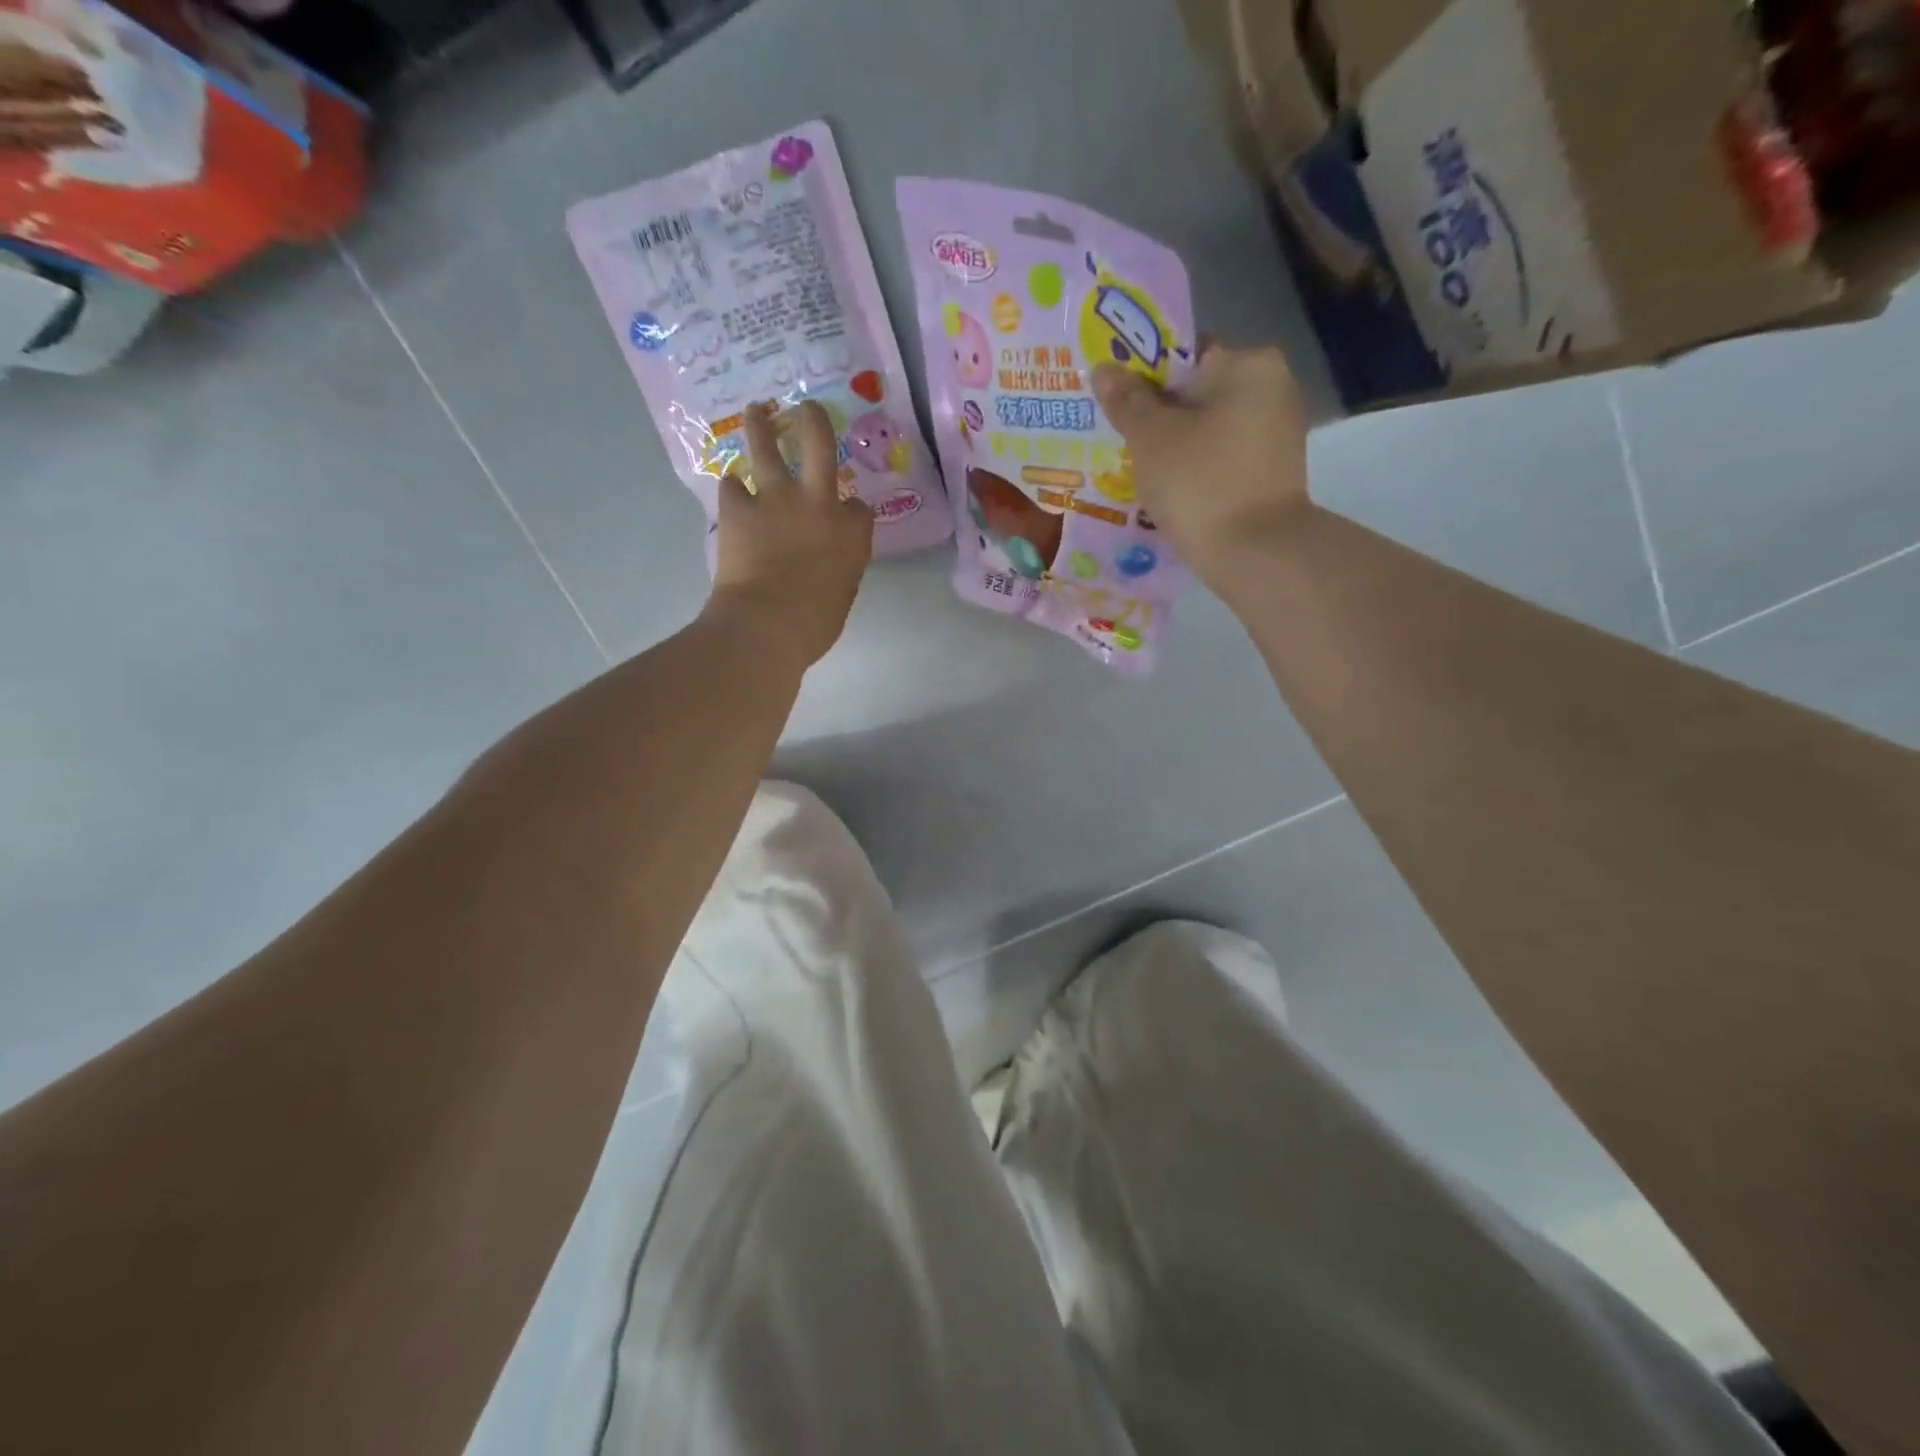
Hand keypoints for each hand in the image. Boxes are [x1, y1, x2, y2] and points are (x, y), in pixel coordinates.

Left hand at [707, 400, 873, 670]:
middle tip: (807, 408)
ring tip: (756, 411)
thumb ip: (839, 565)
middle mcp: (817, 502)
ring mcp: (775, 499)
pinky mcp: (738, 508)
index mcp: (851, 532)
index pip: (859, 507)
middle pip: (819, 443)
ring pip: (767, 446)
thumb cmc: (814, 623)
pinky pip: (732, 485)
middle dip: (813, 420)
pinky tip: (733, 491)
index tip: (847, 515)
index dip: (852, 510)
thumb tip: (827, 560)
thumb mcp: (842, 593)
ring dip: (760, 425)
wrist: (766, 624)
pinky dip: (733, 488)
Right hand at [1093, 345, 1311, 596]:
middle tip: (1118, 438)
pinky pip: (1222, 459)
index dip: (1143, 375)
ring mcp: (1277, 434)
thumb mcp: (1151, 439)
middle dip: (1158, 414)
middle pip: (1198, 392)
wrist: (1256, 554)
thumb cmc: (1200, 483)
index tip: (1114, 402)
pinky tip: (1168, 490)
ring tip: (1136, 469)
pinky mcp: (1272, 473)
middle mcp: (1272, 388)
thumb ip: (1127, 400)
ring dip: (1175, 445)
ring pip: (1209, 429)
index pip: (1184, 353)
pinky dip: (1196, 469)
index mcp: (1248, 364)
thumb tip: (1104, 369)